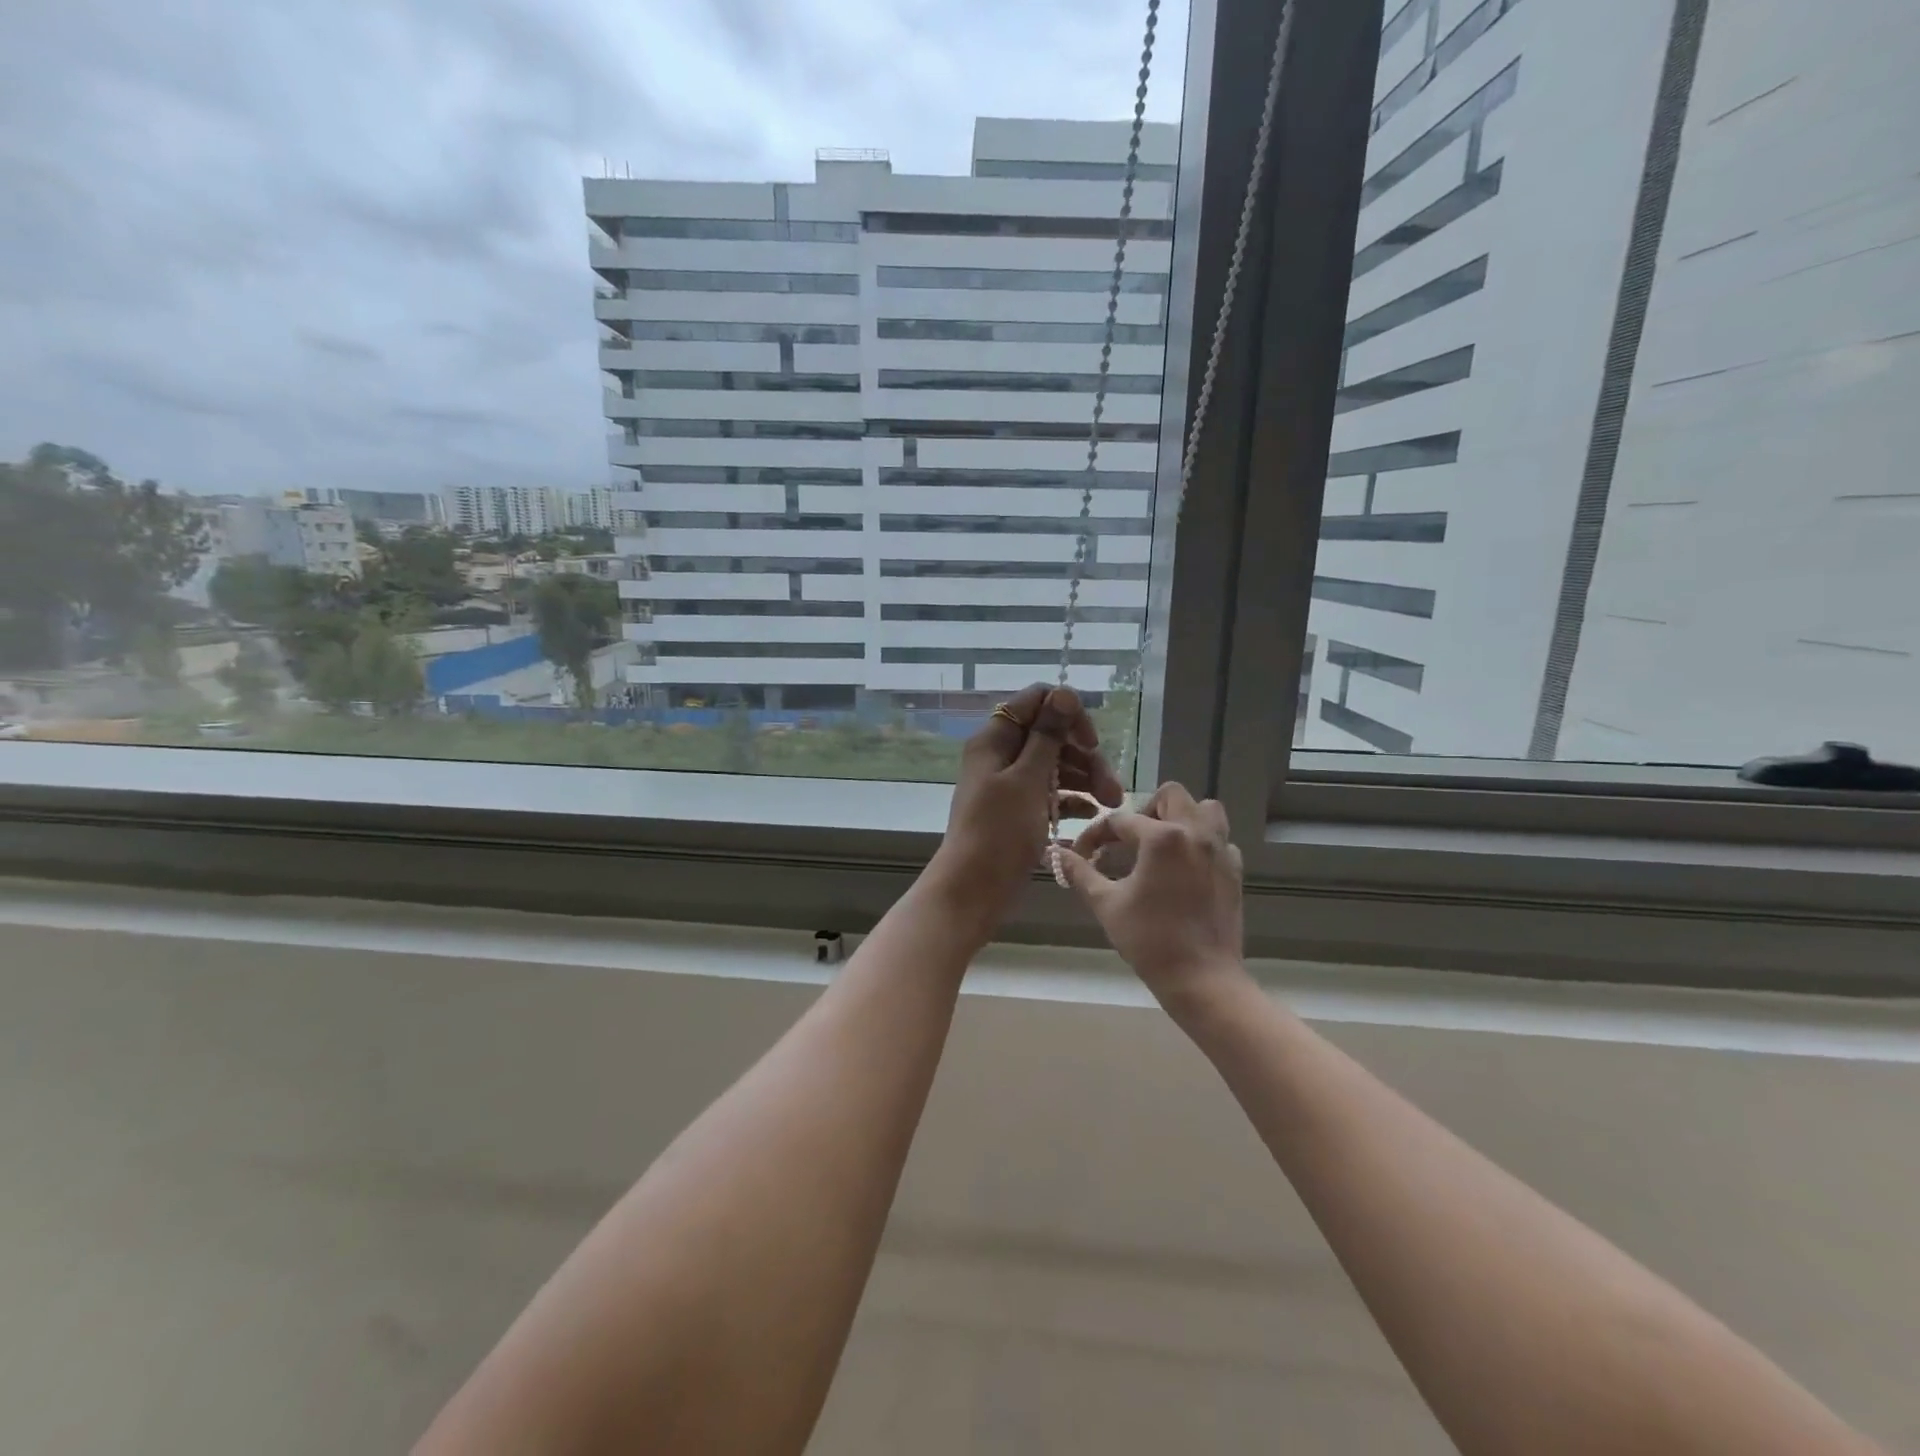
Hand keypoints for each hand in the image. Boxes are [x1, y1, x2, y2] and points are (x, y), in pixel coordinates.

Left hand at [928, 683, 1125, 936]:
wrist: (973, 889)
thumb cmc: (999, 831)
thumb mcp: (1027, 780)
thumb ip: (1047, 736)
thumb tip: (1063, 692)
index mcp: (995, 738)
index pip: (1036, 701)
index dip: (1067, 714)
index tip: (1090, 742)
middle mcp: (1001, 754)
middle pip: (1051, 736)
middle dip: (1085, 756)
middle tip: (1112, 788)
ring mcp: (1009, 782)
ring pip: (1054, 765)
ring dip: (1085, 779)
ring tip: (1111, 805)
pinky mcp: (1018, 809)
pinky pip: (1049, 792)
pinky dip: (1070, 799)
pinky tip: (1091, 815)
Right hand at [1056, 782, 1249, 1014]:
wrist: (1202, 978)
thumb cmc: (1149, 940)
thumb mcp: (1106, 904)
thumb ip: (1080, 873)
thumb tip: (1057, 854)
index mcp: (1162, 837)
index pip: (1120, 820)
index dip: (1096, 835)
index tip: (1083, 855)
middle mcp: (1195, 832)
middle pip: (1171, 796)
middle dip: (1145, 810)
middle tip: (1130, 840)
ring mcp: (1220, 850)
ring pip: (1205, 809)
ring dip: (1182, 817)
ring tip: (1162, 844)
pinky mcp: (1234, 870)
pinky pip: (1220, 839)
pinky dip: (1202, 843)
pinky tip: (1186, 868)